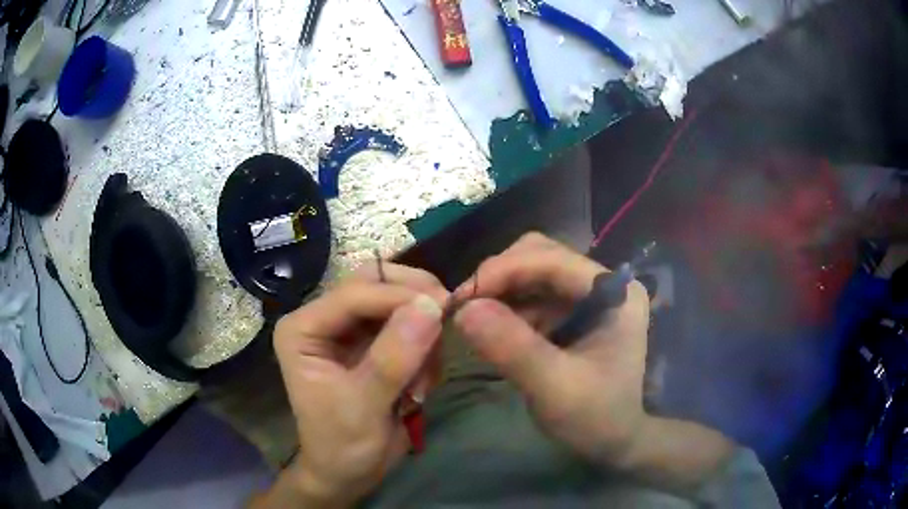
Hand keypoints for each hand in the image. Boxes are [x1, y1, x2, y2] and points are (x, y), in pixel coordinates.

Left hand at [267, 263, 447, 507]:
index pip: (354, 293)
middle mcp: (325, 320)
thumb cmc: (342, 444)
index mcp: (304, 328)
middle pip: (375, 283)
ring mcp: (351, 330)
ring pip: (397, 300)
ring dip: (422, 332)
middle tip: (446, 321)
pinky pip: (410, 325)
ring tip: (422, 381)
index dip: (398, 296)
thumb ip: (393, 358)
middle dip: (413, 299)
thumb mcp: (364, 406)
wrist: (348, 473)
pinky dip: (425, 347)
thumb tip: (431, 306)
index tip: (443, 307)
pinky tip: (420, 385)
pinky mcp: (374, 344)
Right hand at [452, 232, 650, 465]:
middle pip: (540, 256)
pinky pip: (530, 296)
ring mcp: (586, 296)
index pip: (553, 260)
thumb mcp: (554, 388)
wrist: (613, 440)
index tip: (462, 298)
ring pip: (531, 272)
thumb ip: (513, 348)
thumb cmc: (595, 417)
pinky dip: (504, 306)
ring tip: (470, 318)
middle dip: (499, 276)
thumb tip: (463, 310)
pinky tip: (489, 328)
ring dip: (498, 290)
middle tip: (464, 307)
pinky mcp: (570, 313)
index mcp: (614, 293)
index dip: (504, 270)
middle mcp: (601, 283)